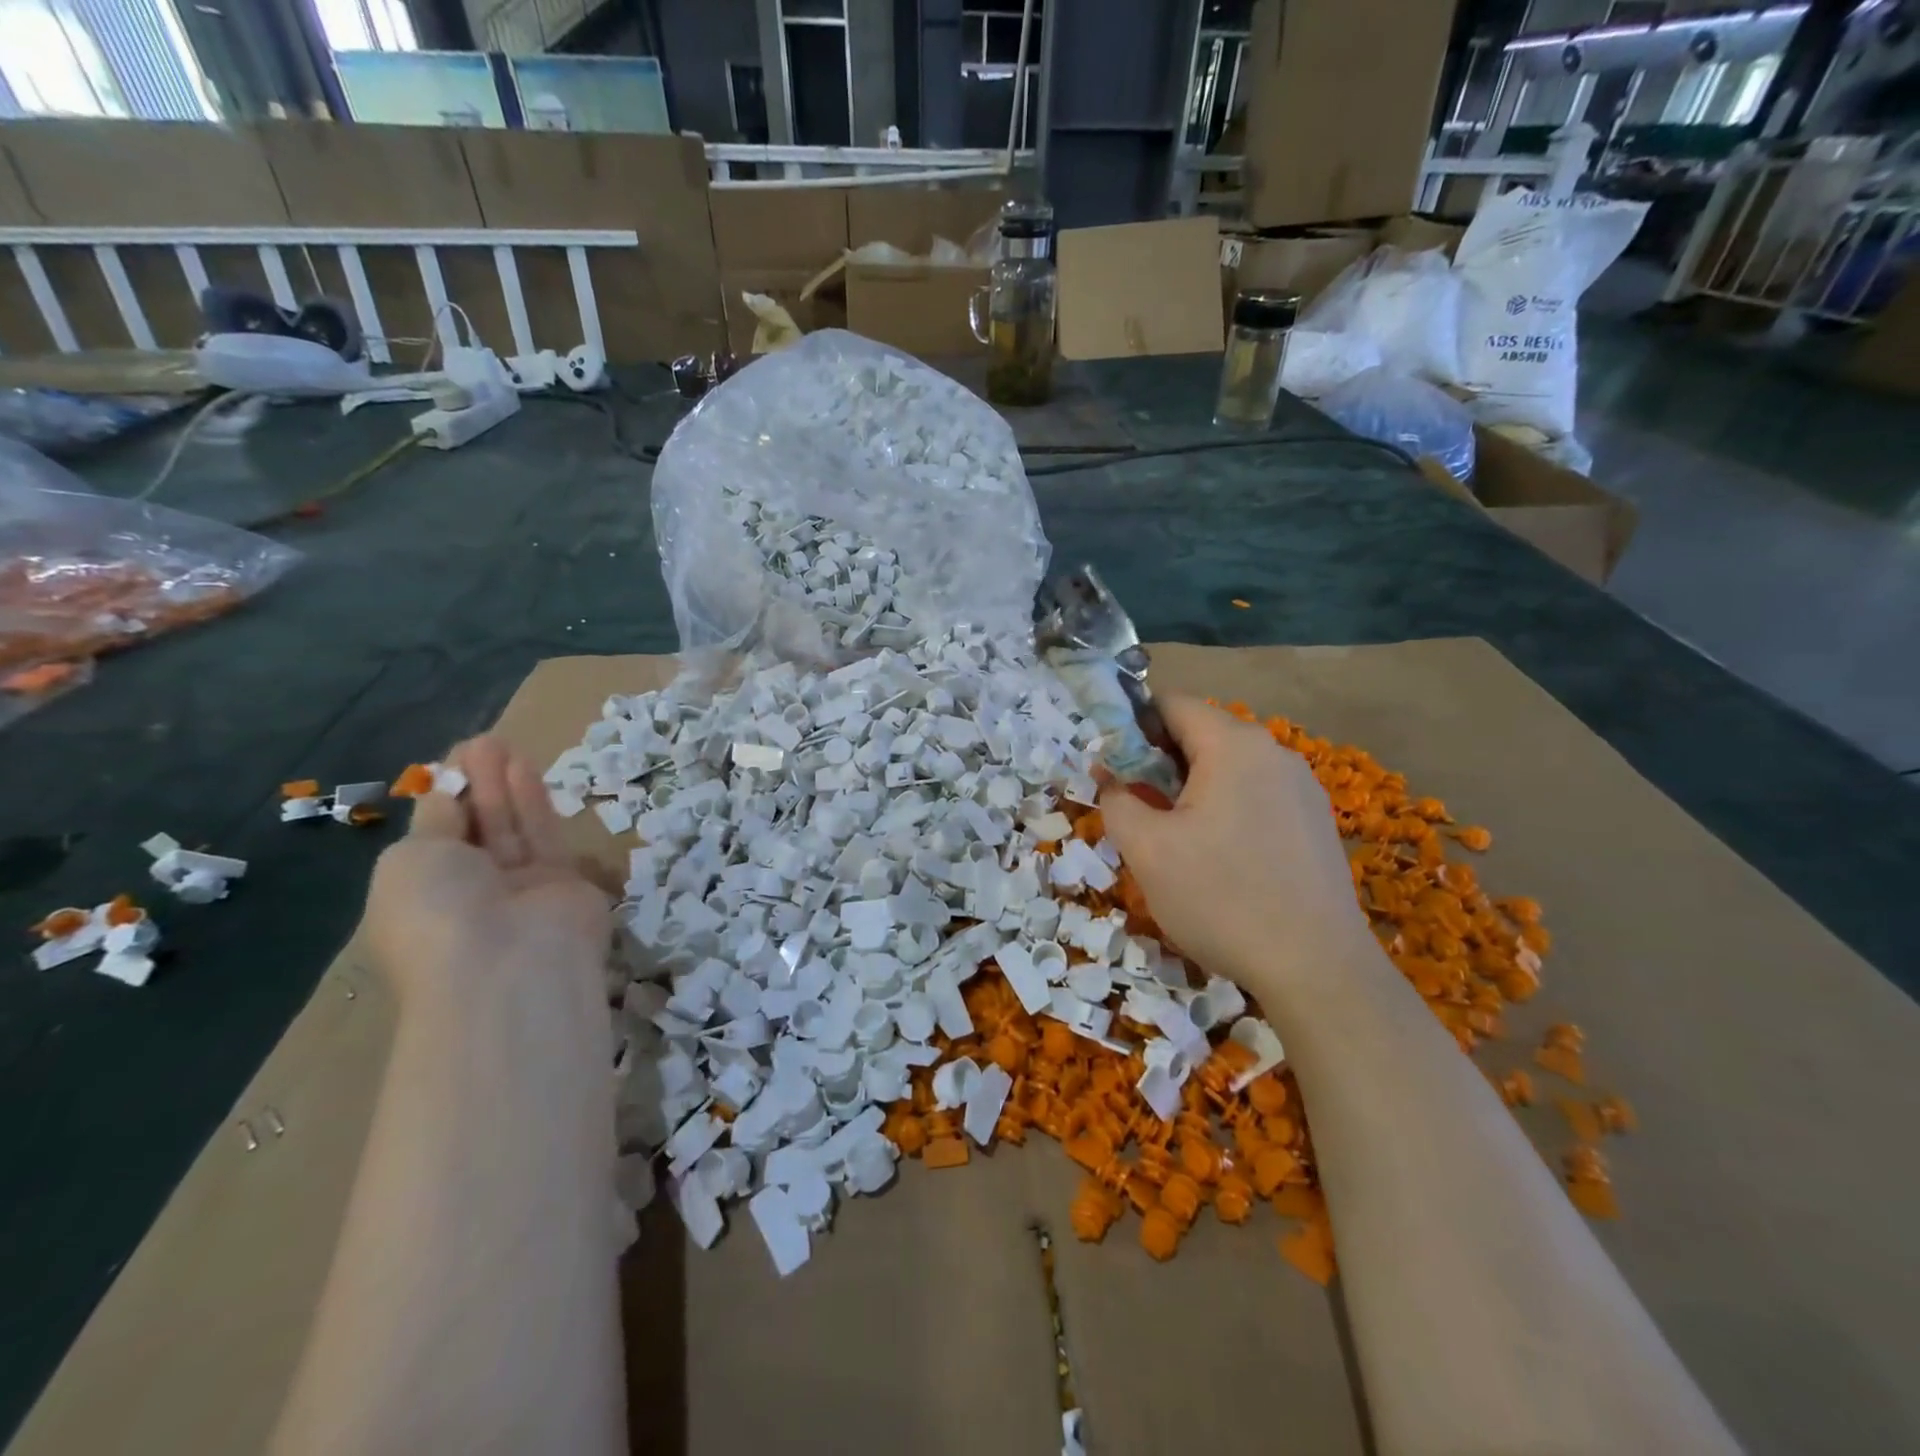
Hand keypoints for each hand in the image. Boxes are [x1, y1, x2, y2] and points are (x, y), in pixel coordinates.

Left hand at [364, 736, 610, 1013]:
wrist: (509, 967)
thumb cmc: (438, 913)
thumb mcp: (411, 860)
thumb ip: (435, 822)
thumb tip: (448, 794)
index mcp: (421, 895)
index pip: (435, 839)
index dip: (442, 798)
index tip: (449, 762)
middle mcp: (470, 892)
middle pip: (476, 829)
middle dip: (476, 784)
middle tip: (482, 742)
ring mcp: (520, 889)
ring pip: (511, 828)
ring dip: (504, 785)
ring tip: (501, 742)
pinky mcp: (565, 882)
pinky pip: (543, 835)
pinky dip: (533, 802)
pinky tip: (524, 767)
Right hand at [1098, 696, 1369, 992]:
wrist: (1316, 968)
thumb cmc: (1220, 898)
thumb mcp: (1146, 849)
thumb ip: (1116, 800)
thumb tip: (1111, 777)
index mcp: (1233, 744)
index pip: (1171, 704)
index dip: (1131, 727)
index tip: (1112, 768)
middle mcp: (1274, 751)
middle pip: (1201, 734)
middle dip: (1159, 762)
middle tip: (1137, 809)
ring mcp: (1303, 786)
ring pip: (1229, 767)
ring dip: (1192, 789)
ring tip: (1176, 841)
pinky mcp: (1316, 821)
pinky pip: (1257, 795)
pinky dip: (1226, 809)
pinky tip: (1221, 859)